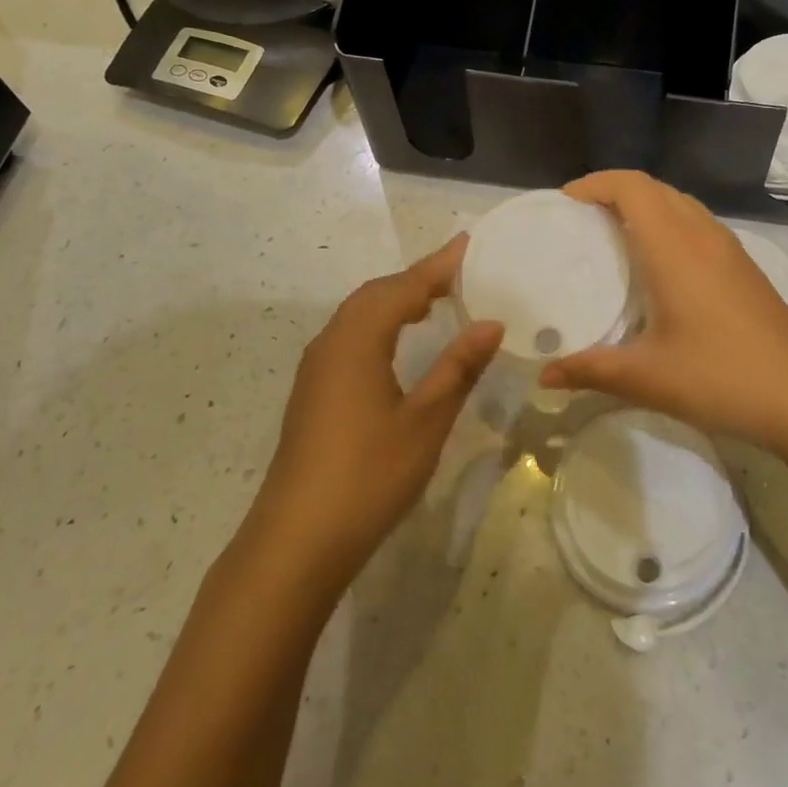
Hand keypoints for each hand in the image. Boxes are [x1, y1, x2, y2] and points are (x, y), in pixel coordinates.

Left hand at [256, 236, 502, 591]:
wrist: (296, 542)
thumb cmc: (368, 476)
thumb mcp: (425, 421)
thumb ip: (458, 367)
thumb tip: (491, 323)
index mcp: (358, 340)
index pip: (404, 287)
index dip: (439, 265)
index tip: (469, 243)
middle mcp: (331, 342)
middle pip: (377, 293)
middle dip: (418, 278)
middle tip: (460, 273)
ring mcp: (317, 368)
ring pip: (360, 314)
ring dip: (397, 299)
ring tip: (437, 299)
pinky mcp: (314, 391)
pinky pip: (351, 335)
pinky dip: (381, 323)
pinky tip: (399, 343)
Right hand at [540, 171, 787, 453]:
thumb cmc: (722, 377)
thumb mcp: (648, 378)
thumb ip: (591, 371)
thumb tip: (545, 375)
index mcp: (675, 247)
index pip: (632, 187)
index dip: (596, 183)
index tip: (565, 201)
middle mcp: (702, 235)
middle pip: (655, 188)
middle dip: (615, 190)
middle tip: (581, 218)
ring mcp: (729, 249)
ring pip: (680, 203)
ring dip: (645, 204)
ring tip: (614, 234)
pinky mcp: (744, 267)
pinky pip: (697, 223)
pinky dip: (668, 223)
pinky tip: (659, 265)